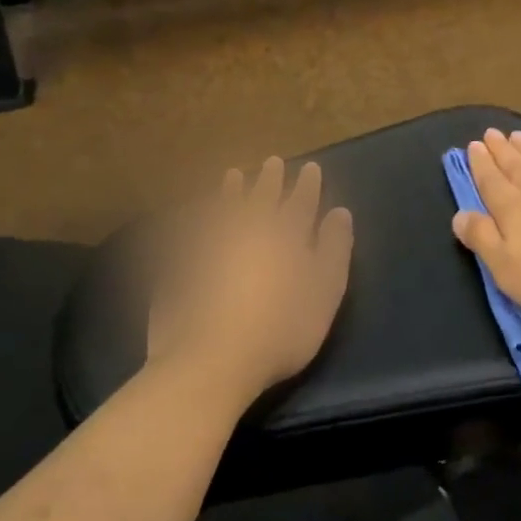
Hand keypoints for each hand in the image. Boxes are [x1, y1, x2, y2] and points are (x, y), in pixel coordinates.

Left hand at [143, 157, 352, 405]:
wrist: (211, 358)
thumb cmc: (281, 329)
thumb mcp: (325, 292)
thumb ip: (334, 249)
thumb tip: (340, 213)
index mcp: (286, 235)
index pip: (300, 202)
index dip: (306, 185)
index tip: (310, 167)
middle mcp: (248, 229)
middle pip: (261, 197)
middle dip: (269, 179)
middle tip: (272, 162)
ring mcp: (210, 244)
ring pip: (223, 208)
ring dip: (231, 191)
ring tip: (232, 176)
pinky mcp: (181, 263)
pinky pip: (191, 230)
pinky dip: (196, 218)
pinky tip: (195, 216)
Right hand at [451, 130, 520, 333]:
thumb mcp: (508, 271)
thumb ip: (482, 239)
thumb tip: (458, 214)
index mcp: (513, 211)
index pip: (491, 182)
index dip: (480, 165)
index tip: (473, 145)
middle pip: (516, 167)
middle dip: (501, 151)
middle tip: (491, 133)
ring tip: (517, 135)